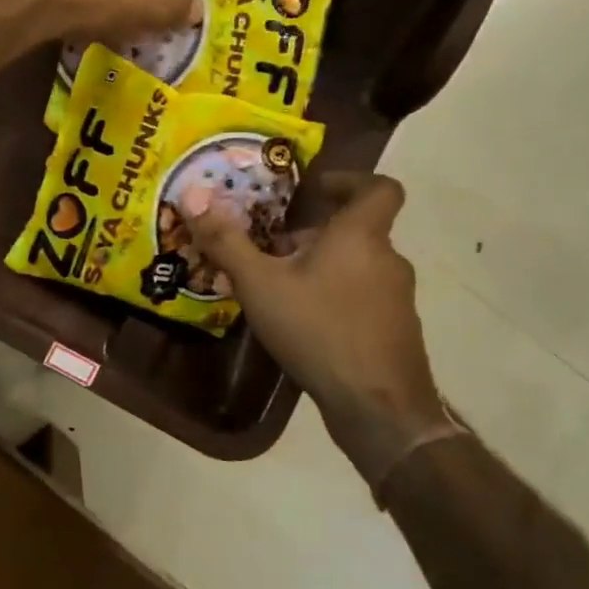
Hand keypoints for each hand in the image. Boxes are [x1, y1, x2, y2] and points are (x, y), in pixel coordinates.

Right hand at [185, 174, 460, 495]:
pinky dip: (336, 298)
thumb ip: (226, 241)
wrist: (378, 408)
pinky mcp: (397, 331)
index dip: (352, 180)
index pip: (380, 188)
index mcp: (361, 236)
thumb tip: (191, 195)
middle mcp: (388, 260)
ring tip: (280, 290)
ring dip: (323, 268)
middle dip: (314, 235)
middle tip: (273, 250)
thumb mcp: (259, 284)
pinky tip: (304, 326)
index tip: (318, 188)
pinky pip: (363, 298)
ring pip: (358, 266)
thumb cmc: (318, 330)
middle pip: (356, 231)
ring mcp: (397, 298)